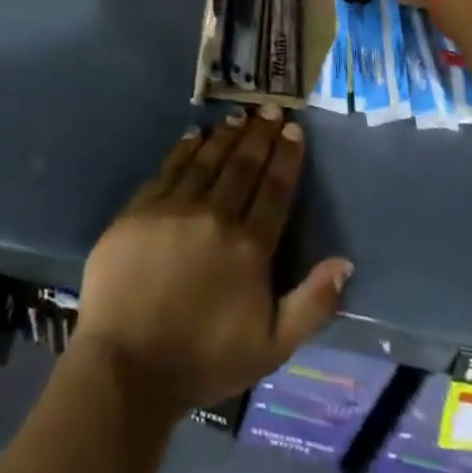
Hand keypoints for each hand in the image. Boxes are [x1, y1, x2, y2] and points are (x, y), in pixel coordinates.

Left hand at [75, 108, 352, 413]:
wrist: (127, 364)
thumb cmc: (203, 360)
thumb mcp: (272, 348)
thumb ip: (312, 304)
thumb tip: (345, 263)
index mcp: (249, 248)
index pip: (274, 191)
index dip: (285, 158)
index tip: (293, 130)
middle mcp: (215, 216)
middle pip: (242, 167)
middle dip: (259, 136)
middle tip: (269, 108)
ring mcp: (174, 209)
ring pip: (206, 161)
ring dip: (225, 136)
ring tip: (238, 117)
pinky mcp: (139, 209)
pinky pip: (168, 168)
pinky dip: (184, 149)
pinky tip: (193, 134)